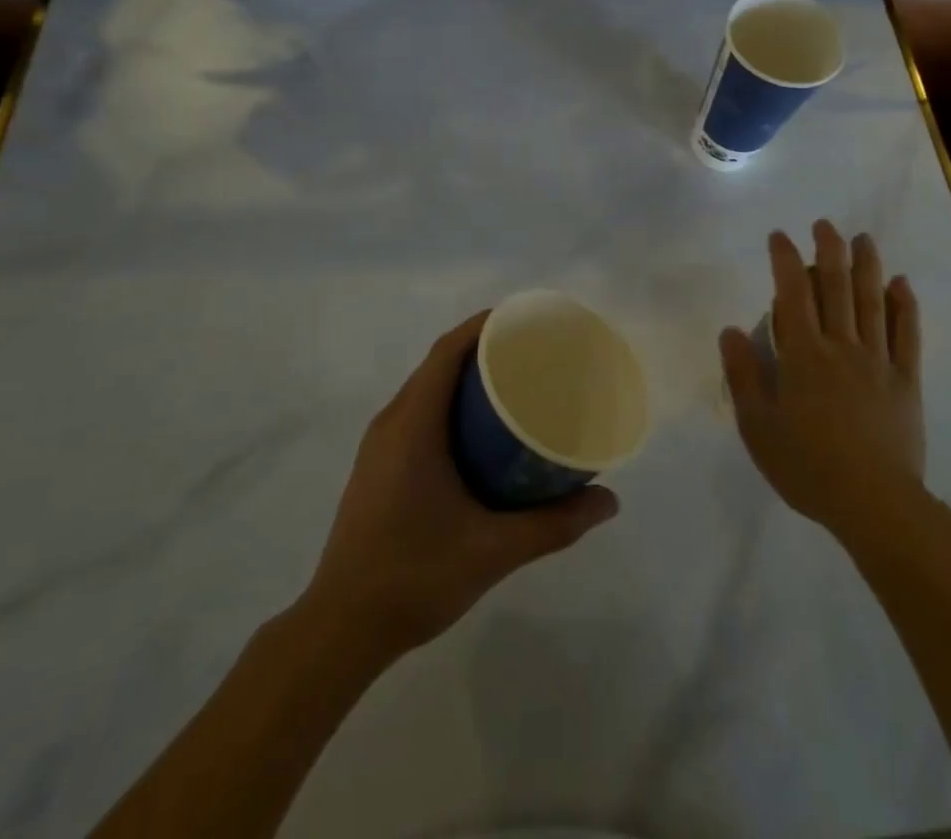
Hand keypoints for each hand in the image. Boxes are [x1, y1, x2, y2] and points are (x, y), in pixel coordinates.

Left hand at [304, 311, 619, 661]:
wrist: (341, 628)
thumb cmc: (414, 575)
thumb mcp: (493, 550)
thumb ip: (553, 524)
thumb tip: (609, 501)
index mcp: (413, 424)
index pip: (447, 351)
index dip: (485, 326)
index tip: (527, 322)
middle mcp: (391, 422)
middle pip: (439, 363)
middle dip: (484, 349)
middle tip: (534, 355)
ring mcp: (379, 445)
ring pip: (426, 389)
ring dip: (465, 378)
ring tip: (514, 387)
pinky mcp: (377, 467)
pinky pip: (417, 413)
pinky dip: (449, 404)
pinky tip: (479, 434)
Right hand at [720, 222, 924, 547]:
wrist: (874, 505)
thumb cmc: (807, 467)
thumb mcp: (758, 426)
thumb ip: (744, 375)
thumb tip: (730, 329)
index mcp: (803, 355)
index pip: (792, 294)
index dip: (785, 260)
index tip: (780, 236)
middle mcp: (841, 347)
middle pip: (836, 287)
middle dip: (828, 251)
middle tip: (824, 224)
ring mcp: (878, 361)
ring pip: (873, 302)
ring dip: (867, 266)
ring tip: (863, 239)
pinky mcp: (906, 381)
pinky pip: (908, 335)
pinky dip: (905, 306)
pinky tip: (902, 284)